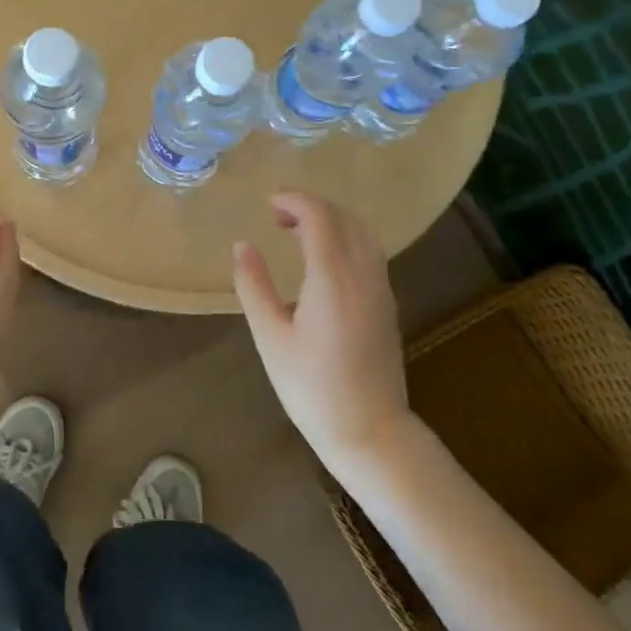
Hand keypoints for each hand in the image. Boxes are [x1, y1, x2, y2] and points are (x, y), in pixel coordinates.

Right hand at [233, 191, 412, 465]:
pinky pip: (370, 253)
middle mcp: (363, 275)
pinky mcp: (387, 304)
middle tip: (277, 215)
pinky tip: (322, 259)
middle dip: (312, 206)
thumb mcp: (270, 337)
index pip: (319, 217)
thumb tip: (242, 245)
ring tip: (297, 232)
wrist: (369, 431)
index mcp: (332, 278)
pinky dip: (345, 239)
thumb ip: (254, 286)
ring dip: (331, 220)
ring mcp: (381, 289)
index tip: (268, 202)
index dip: (294, 200)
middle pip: (344, 218)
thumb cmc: (311, 387)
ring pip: (362, 234)